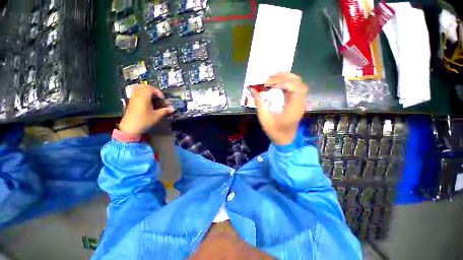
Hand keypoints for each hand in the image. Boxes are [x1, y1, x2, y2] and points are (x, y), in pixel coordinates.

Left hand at [119, 85, 173, 134]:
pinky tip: (147, 101)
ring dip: (147, 92)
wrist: (130, 128)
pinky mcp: (131, 102)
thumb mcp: (156, 116)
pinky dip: (142, 94)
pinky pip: (136, 93)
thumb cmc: (144, 121)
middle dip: (153, 90)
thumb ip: (165, 111)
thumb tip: (173, 109)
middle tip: (158, 97)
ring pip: (139, 89)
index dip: (158, 92)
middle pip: (144, 87)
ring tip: (153, 98)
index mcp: (144, 97)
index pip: (151, 88)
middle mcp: (137, 95)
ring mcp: (133, 98)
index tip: (162, 98)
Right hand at [251, 72, 307, 145]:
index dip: (283, 82)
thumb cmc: (275, 131)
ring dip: (286, 78)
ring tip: (272, 78)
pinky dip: (286, 83)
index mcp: (294, 109)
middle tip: (269, 78)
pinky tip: (277, 83)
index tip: (269, 84)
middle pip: (298, 83)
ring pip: (298, 83)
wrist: (285, 139)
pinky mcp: (296, 102)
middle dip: (284, 77)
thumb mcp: (264, 118)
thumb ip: (259, 103)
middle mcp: (300, 103)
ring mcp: (300, 102)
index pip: (296, 88)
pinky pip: (294, 88)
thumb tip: (253, 90)